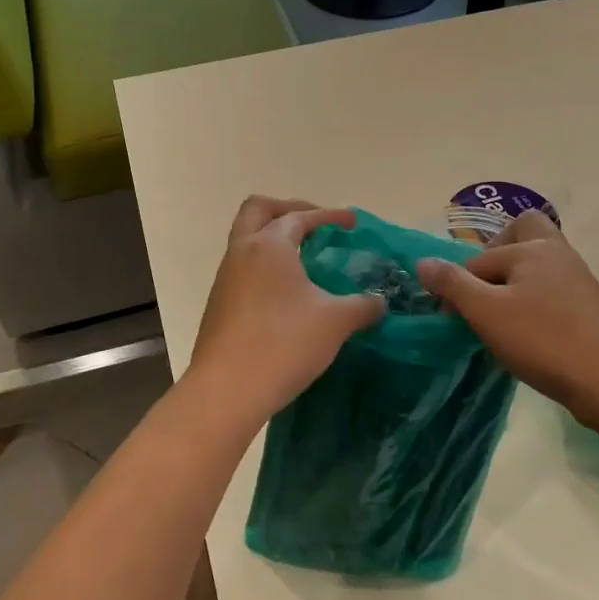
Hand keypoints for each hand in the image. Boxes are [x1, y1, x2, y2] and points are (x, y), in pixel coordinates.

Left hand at [187, 197, 384, 424]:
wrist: (227, 390)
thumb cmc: (284, 343)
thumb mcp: (335, 322)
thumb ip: (362, 306)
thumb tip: (379, 303)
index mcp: (269, 245)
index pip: (301, 217)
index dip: (330, 215)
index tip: (353, 222)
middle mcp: (242, 252)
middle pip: (258, 210)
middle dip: (288, 209)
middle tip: (315, 224)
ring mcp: (225, 279)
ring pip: (247, 241)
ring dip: (273, 240)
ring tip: (305, 261)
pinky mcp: (219, 305)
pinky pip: (243, 269)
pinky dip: (265, 267)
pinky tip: (287, 294)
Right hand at [415, 211, 598, 428]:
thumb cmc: (543, 339)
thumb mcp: (486, 312)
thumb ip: (452, 284)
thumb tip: (422, 262)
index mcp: (533, 247)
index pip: (480, 258)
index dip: (459, 285)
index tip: (451, 316)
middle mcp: (558, 253)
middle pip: (523, 233)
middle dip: (497, 253)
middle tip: (483, 289)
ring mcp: (578, 279)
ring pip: (538, 263)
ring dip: (514, 282)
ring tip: (499, 318)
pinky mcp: (588, 306)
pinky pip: (552, 289)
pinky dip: (533, 301)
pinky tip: (526, 332)